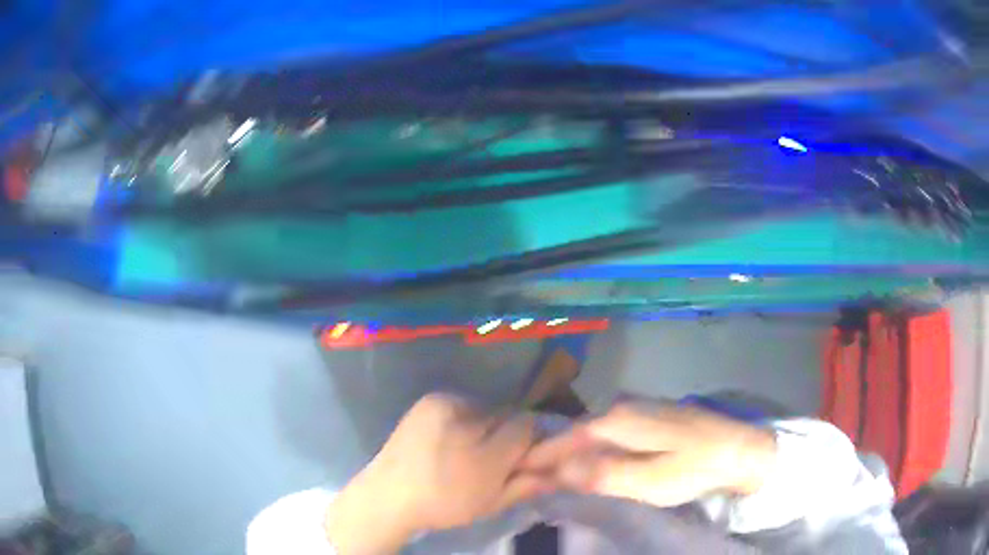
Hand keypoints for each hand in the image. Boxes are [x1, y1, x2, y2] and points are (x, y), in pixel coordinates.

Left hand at [326, 393, 548, 553]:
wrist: (388, 495)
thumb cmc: (443, 503)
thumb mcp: (491, 502)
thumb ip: (526, 483)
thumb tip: (557, 472)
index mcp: (483, 449)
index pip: (527, 428)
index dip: (530, 441)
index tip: (522, 457)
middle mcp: (466, 416)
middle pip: (505, 416)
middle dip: (506, 434)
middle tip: (493, 457)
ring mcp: (443, 403)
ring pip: (483, 411)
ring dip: (484, 426)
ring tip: (466, 451)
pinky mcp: (428, 400)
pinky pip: (461, 406)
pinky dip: (464, 420)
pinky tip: (450, 440)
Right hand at [522, 399, 776, 507]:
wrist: (741, 448)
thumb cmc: (696, 467)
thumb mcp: (650, 480)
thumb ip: (602, 475)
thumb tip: (557, 469)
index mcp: (618, 420)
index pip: (563, 439)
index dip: (536, 458)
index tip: (512, 474)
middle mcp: (621, 407)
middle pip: (573, 433)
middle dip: (548, 455)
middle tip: (524, 478)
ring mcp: (637, 408)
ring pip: (588, 431)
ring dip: (567, 452)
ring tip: (546, 473)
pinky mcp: (648, 417)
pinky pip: (605, 433)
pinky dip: (588, 448)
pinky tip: (585, 461)